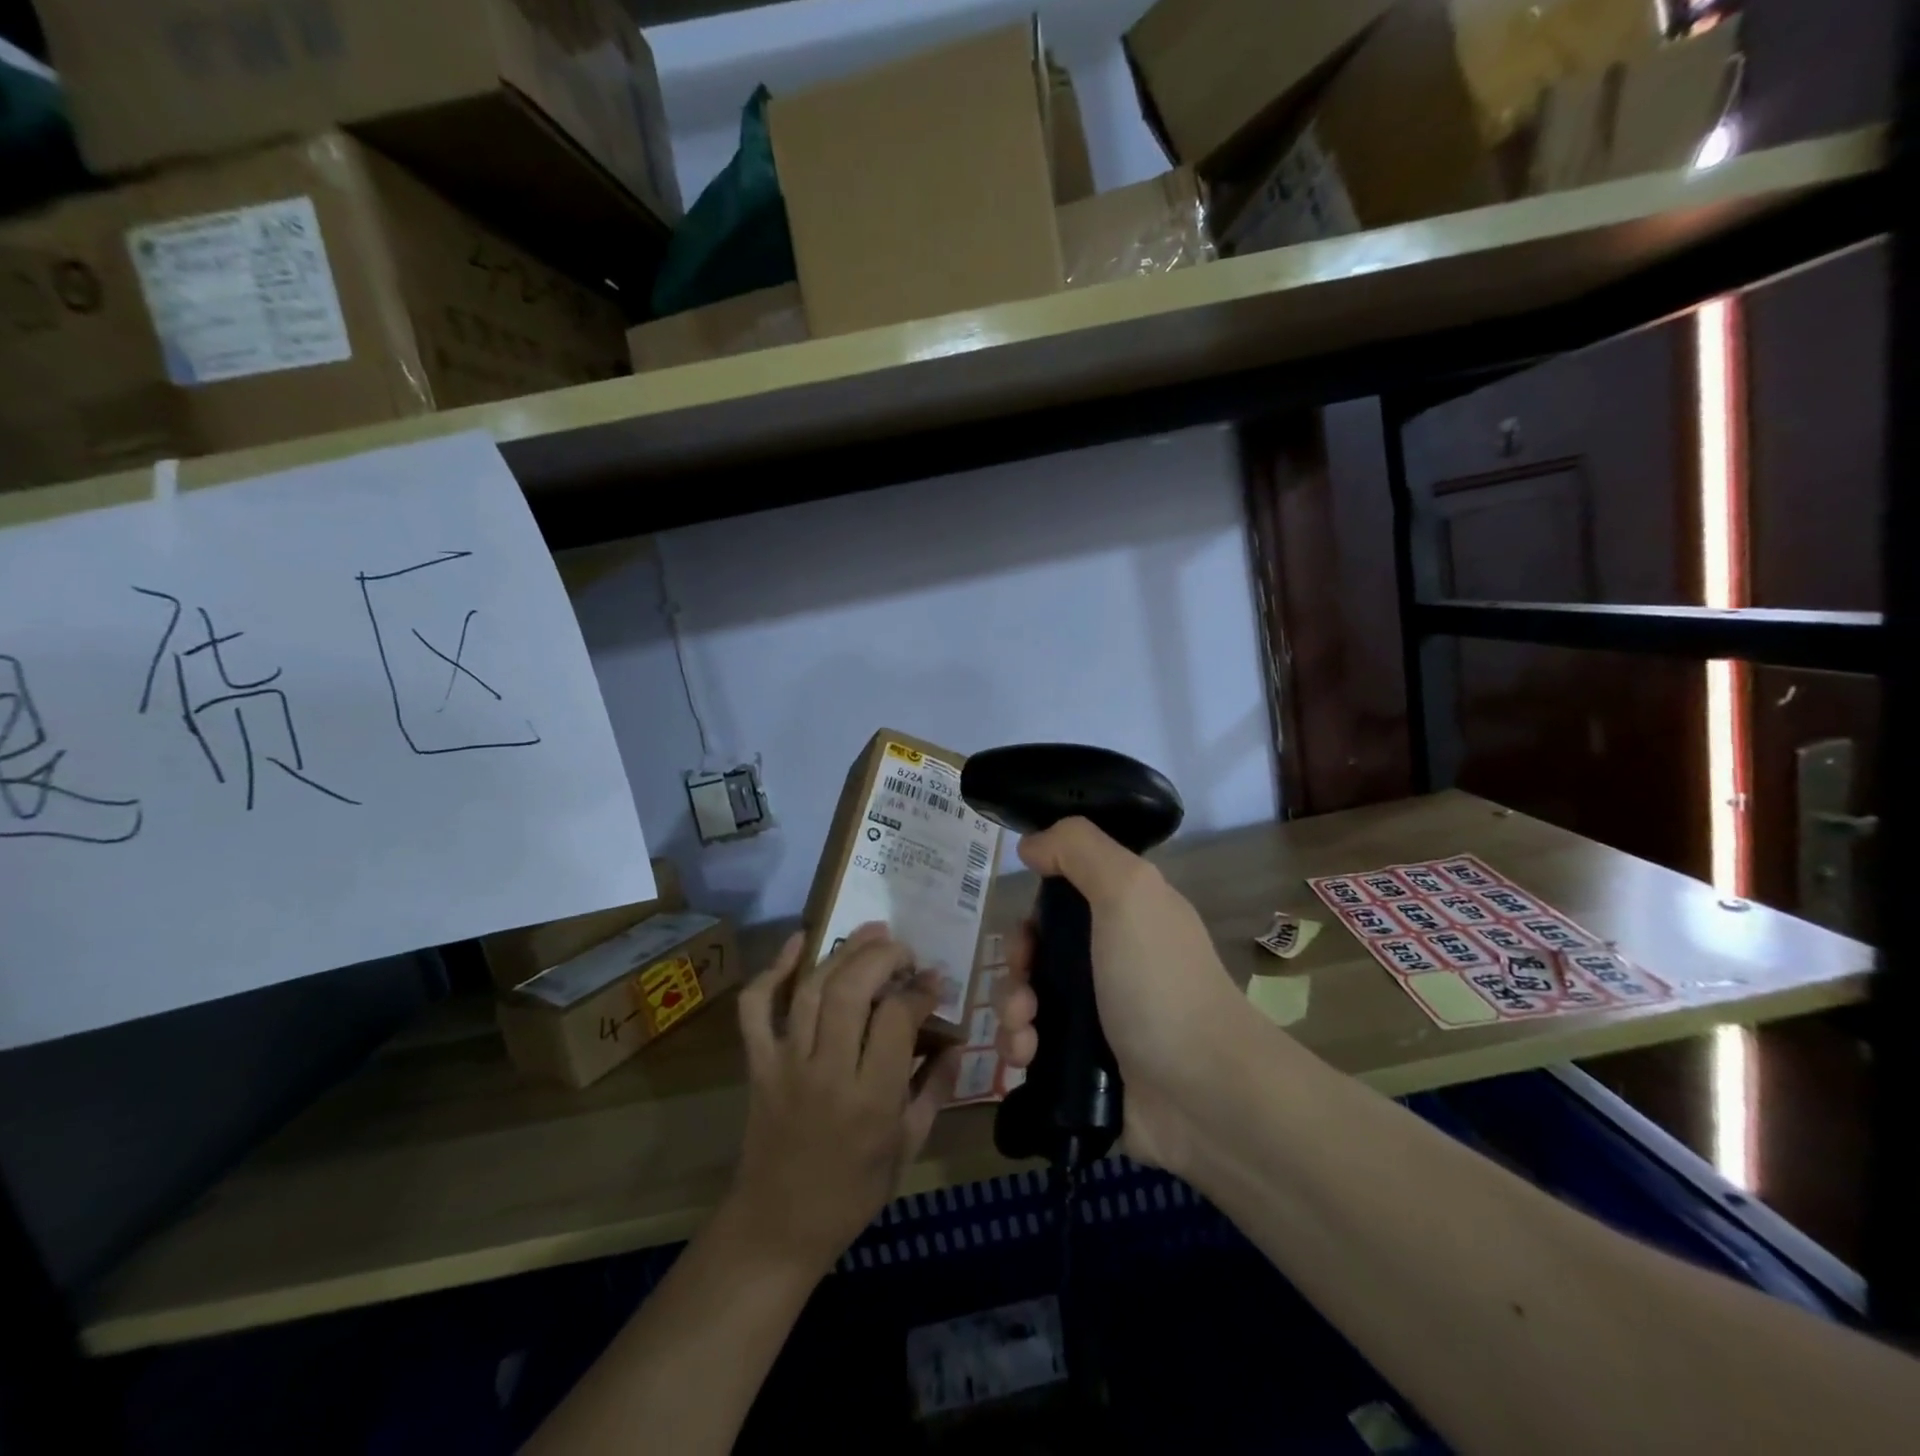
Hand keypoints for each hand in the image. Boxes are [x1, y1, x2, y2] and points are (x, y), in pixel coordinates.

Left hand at [726, 923, 961, 1274]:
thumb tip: (956, 1041)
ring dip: (843, 951)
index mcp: (871, 1100)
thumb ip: (935, 1088)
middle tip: (904, 949)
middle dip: (883, 956)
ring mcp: (786, 1064)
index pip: (897, 1018)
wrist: (777, 1227)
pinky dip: (774, 970)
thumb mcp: (908, 1147)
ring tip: (871, 930)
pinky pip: (756, 1008)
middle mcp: (827, 1072)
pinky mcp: (758, 1064)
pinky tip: (799, 942)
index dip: (920, 990)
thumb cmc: (852, 1192)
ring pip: (812, 989)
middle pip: (852, 990)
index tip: (934, 981)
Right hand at [992, 817, 1250, 1172]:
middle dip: (1016, 966)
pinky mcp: (1084, 1064)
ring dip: (1010, 1010)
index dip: (1035, 909)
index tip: (1027, 929)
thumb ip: (1079, 849)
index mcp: (1125, 916)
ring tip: (1023, 1033)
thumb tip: (1032, 844)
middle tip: (1024, 987)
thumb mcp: (1128, 891)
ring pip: (1029, 998)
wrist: (1204, 1093)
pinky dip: (1019, 1046)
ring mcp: (1099, 1015)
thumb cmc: (1160, 983)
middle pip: (1040, 950)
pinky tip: (1025, 1057)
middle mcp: (1111, 960)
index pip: (1063, 899)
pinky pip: (1033, 1044)